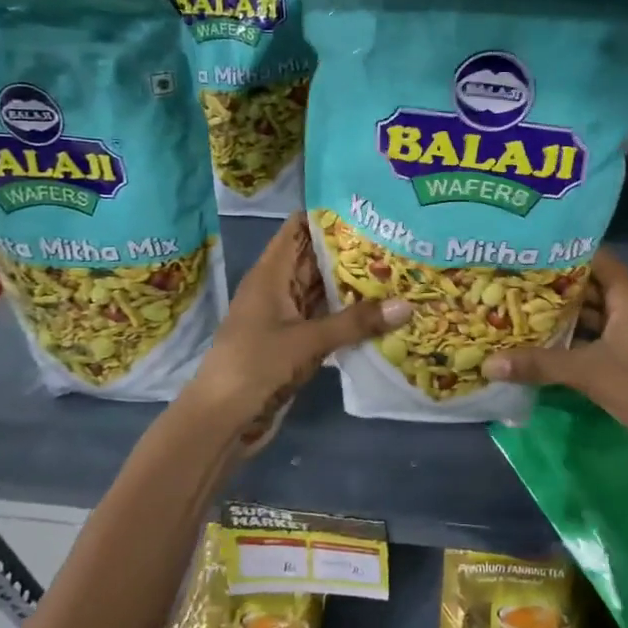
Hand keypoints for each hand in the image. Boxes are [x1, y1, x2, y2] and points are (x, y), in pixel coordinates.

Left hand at [180, 213, 409, 450]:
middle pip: (317, 259)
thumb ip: (356, 322)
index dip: (328, 214)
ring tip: (399, 268)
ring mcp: (287, 317)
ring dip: (355, 284)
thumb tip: (407, 304)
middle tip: (397, 236)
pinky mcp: (296, 344)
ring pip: (324, 291)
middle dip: (352, 249)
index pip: (298, 229)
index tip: (368, 206)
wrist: (221, 421)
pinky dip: (350, 315)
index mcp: (271, 274)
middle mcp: (279, 289)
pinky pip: (327, 320)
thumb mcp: (307, 340)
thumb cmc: (255, 366)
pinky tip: (383, 311)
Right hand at [484, 249, 627, 481]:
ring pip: (589, 315)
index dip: (563, 251)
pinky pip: (594, 339)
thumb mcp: (588, 371)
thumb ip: (539, 364)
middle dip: (553, 286)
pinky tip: (539, 343)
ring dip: (560, 316)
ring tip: (517, 308)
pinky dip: (570, 340)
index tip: (528, 249)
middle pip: (588, 286)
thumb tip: (489, 363)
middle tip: (512, 280)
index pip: (595, 257)